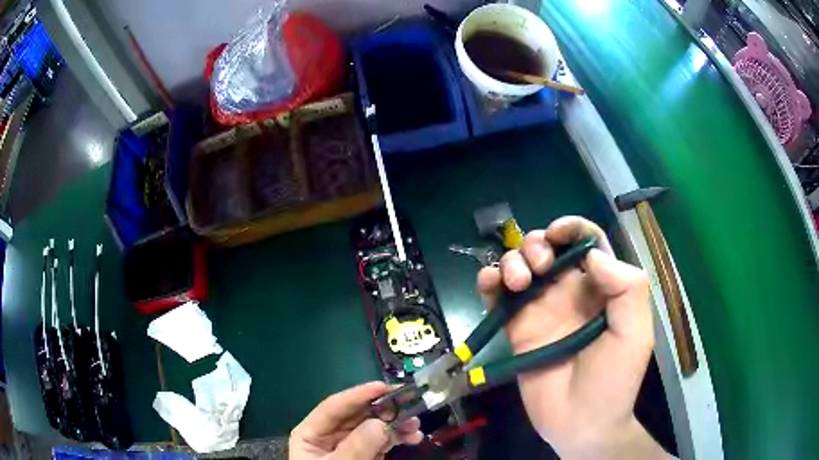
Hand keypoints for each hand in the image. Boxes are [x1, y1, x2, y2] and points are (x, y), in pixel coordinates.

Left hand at [289, 382, 423, 459]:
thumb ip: (356, 447)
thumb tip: (381, 423)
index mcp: (311, 434)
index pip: (334, 407)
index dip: (358, 395)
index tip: (384, 387)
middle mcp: (330, 436)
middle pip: (357, 415)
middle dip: (383, 409)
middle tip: (409, 404)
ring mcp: (349, 446)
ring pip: (373, 426)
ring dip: (396, 423)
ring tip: (416, 424)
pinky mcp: (366, 456)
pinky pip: (382, 441)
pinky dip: (398, 437)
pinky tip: (412, 437)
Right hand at [478, 217, 668, 458]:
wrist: (581, 424)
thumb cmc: (614, 381)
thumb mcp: (635, 334)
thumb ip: (626, 288)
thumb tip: (591, 257)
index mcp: (601, 288)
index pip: (587, 242)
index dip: (572, 228)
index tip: (557, 233)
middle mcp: (569, 292)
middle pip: (547, 248)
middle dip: (536, 245)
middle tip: (538, 268)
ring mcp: (540, 310)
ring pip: (519, 266)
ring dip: (512, 261)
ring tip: (518, 282)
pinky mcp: (515, 329)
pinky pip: (497, 296)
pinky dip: (488, 281)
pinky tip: (490, 284)